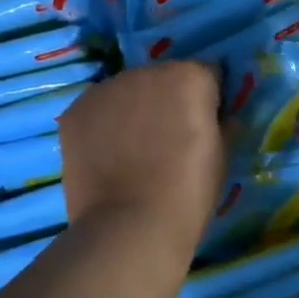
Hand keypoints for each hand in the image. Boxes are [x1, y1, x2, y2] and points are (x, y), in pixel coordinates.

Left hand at [59, 61, 225, 267]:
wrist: (130, 227)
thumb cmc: (188, 192)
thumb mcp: (222, 156)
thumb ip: (222, 123)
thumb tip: (220, 116)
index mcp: (189, 76)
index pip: (206, 75)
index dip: (208, 100)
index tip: (203, 125)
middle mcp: (147, 71)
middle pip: (163, 78)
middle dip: (168, 101)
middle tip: (167, 140)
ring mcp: (107, 88)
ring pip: (127, 92)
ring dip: (133, 110)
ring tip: (133, 151)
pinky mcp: (76, 110)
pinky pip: (97, 110)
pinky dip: (103, 126)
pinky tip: (106, 157)